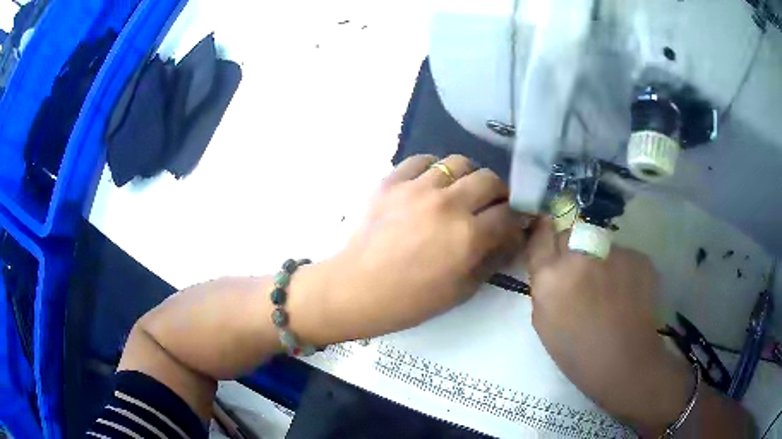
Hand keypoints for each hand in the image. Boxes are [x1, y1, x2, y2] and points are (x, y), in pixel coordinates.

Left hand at [292, 155, 529, 343]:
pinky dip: (434, 168)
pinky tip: (432, 184)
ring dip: (469, 177)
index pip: (509, 214)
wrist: (356, 289)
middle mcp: (447, 203)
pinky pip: (422, 159)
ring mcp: (417, 187)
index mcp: (468, 235)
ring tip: (462, 192)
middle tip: (493, 206)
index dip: (518, 217)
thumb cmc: (410, 300)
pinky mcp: (392, 181)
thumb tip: (512, 238)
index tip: (516, 221)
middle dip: (499, 192)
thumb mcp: (461, 290)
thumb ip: (492, 259)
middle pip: (490, 179)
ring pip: (459, 162)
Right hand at [524, 219, 692, 435]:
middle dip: (571, 249)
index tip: (546, 237)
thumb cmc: (578, 354)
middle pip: (570, 234)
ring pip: (600, 244)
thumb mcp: (544, 324)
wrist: (626, 363)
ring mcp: (613, 252)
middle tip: (580, 274)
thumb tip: (551, 270)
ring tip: (611, 290)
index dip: (542, 235)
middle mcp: (580, 255)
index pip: (540, 237)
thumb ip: (543, 289)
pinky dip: (623, 270)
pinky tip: (628, 294)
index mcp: (551, 276)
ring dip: (600, 260)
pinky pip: (624, 256)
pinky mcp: (638, 256)